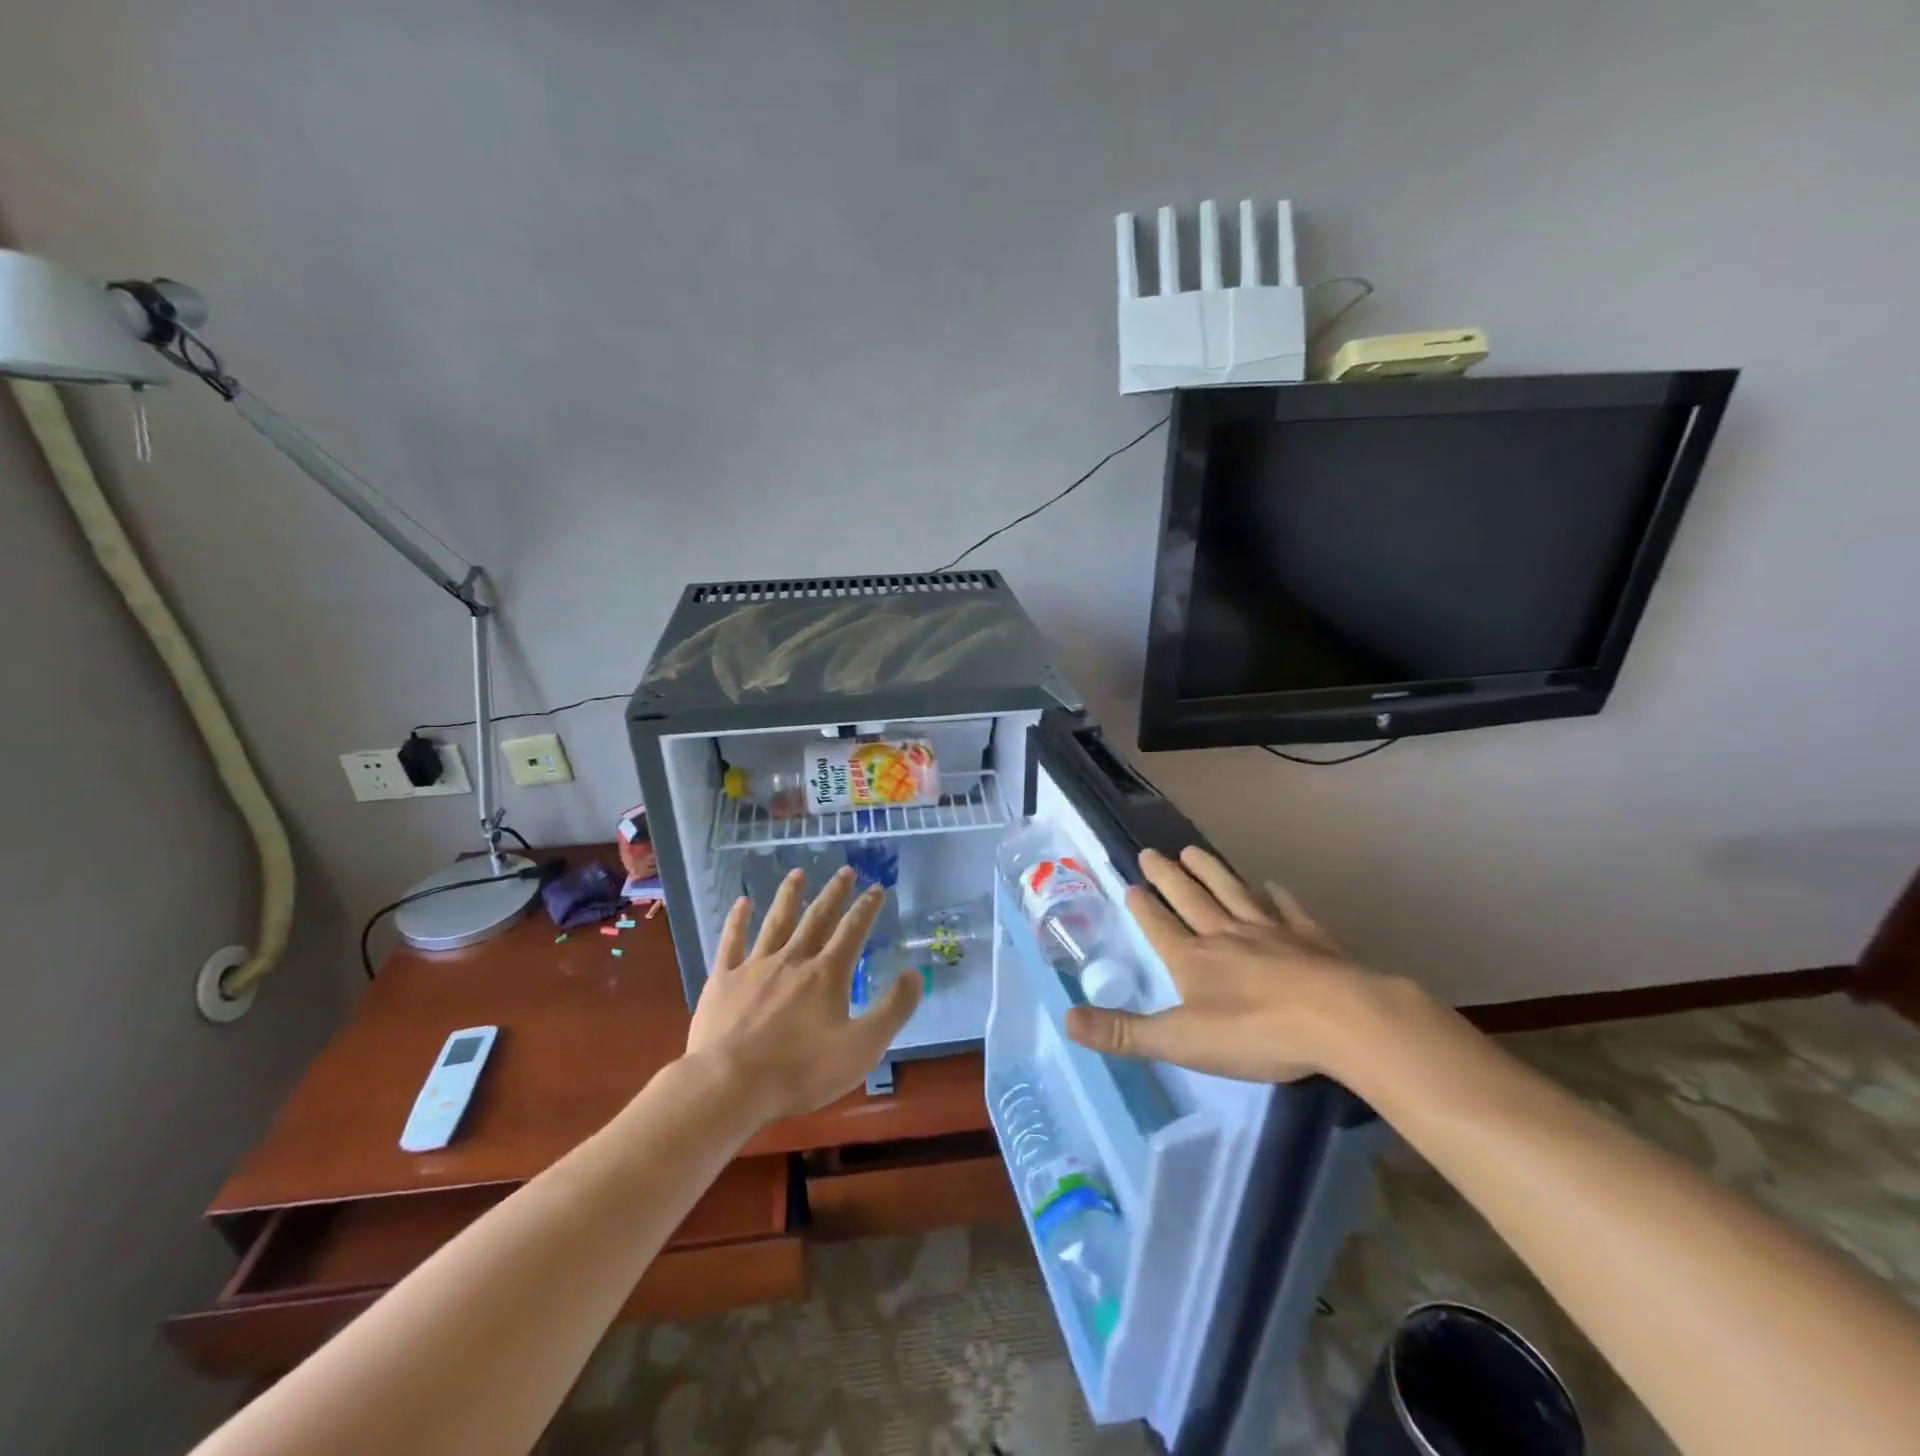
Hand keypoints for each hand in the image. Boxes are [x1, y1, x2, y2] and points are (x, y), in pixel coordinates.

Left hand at [684, 867, 921, 1119]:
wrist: (730, 1084)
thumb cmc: (800, 1070)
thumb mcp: (862, 1048)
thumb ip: (892, 1010)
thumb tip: (914, 974)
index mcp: (827, 974)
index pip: (853, 931)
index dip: (867, 908)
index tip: (877, 888)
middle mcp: (793, 959)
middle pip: (817, 918)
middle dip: (834, 893)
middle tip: (846, 870)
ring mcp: (755, 967)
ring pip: (776, 922)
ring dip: (789, 896)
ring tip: (798, 873)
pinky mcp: (723, 980)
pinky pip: (731, 942)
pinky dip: (737, 921)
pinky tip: (741, 902)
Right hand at [1064, 846, 1400, 1082]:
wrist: (1341, 1020)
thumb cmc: (1256, 1032)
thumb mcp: (1181, 1041)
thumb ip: (1125, 1032)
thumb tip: (1067, 1020)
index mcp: (1193, 959)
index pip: (1159, 926)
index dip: (1143, 907)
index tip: (1131, 884)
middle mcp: (1226, 935)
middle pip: (1191, 899)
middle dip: (1168, 877)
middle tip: (1151, 852)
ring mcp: (1271, 932)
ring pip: (1233, 893)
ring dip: (1212, 872)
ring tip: (1193, 850)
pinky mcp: (1312, 939)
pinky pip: (1288, 910)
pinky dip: (1277, 896)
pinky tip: (1272, 885)